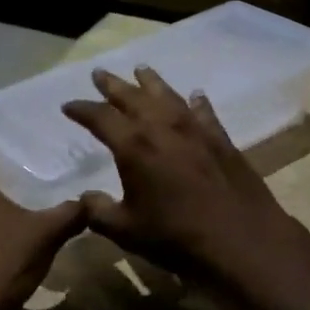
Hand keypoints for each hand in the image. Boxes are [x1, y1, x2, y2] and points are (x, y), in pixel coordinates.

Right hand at [61, 68, 302, 281]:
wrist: (240, 240)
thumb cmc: (176, 237)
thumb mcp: (126, 231)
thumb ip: (99, 212)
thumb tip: (84, 197)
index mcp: (134, 146)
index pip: (101, 118)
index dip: (82, 109)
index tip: (68, 105)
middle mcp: (163, 128)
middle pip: (133, 97)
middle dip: (114, 85)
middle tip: (100, 73)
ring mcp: (196, 130)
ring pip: (168, 96)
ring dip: (152, 82)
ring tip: (141, 70)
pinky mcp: (221, 140)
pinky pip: (204, 113)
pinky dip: (196, 102)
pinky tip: (195, 96)